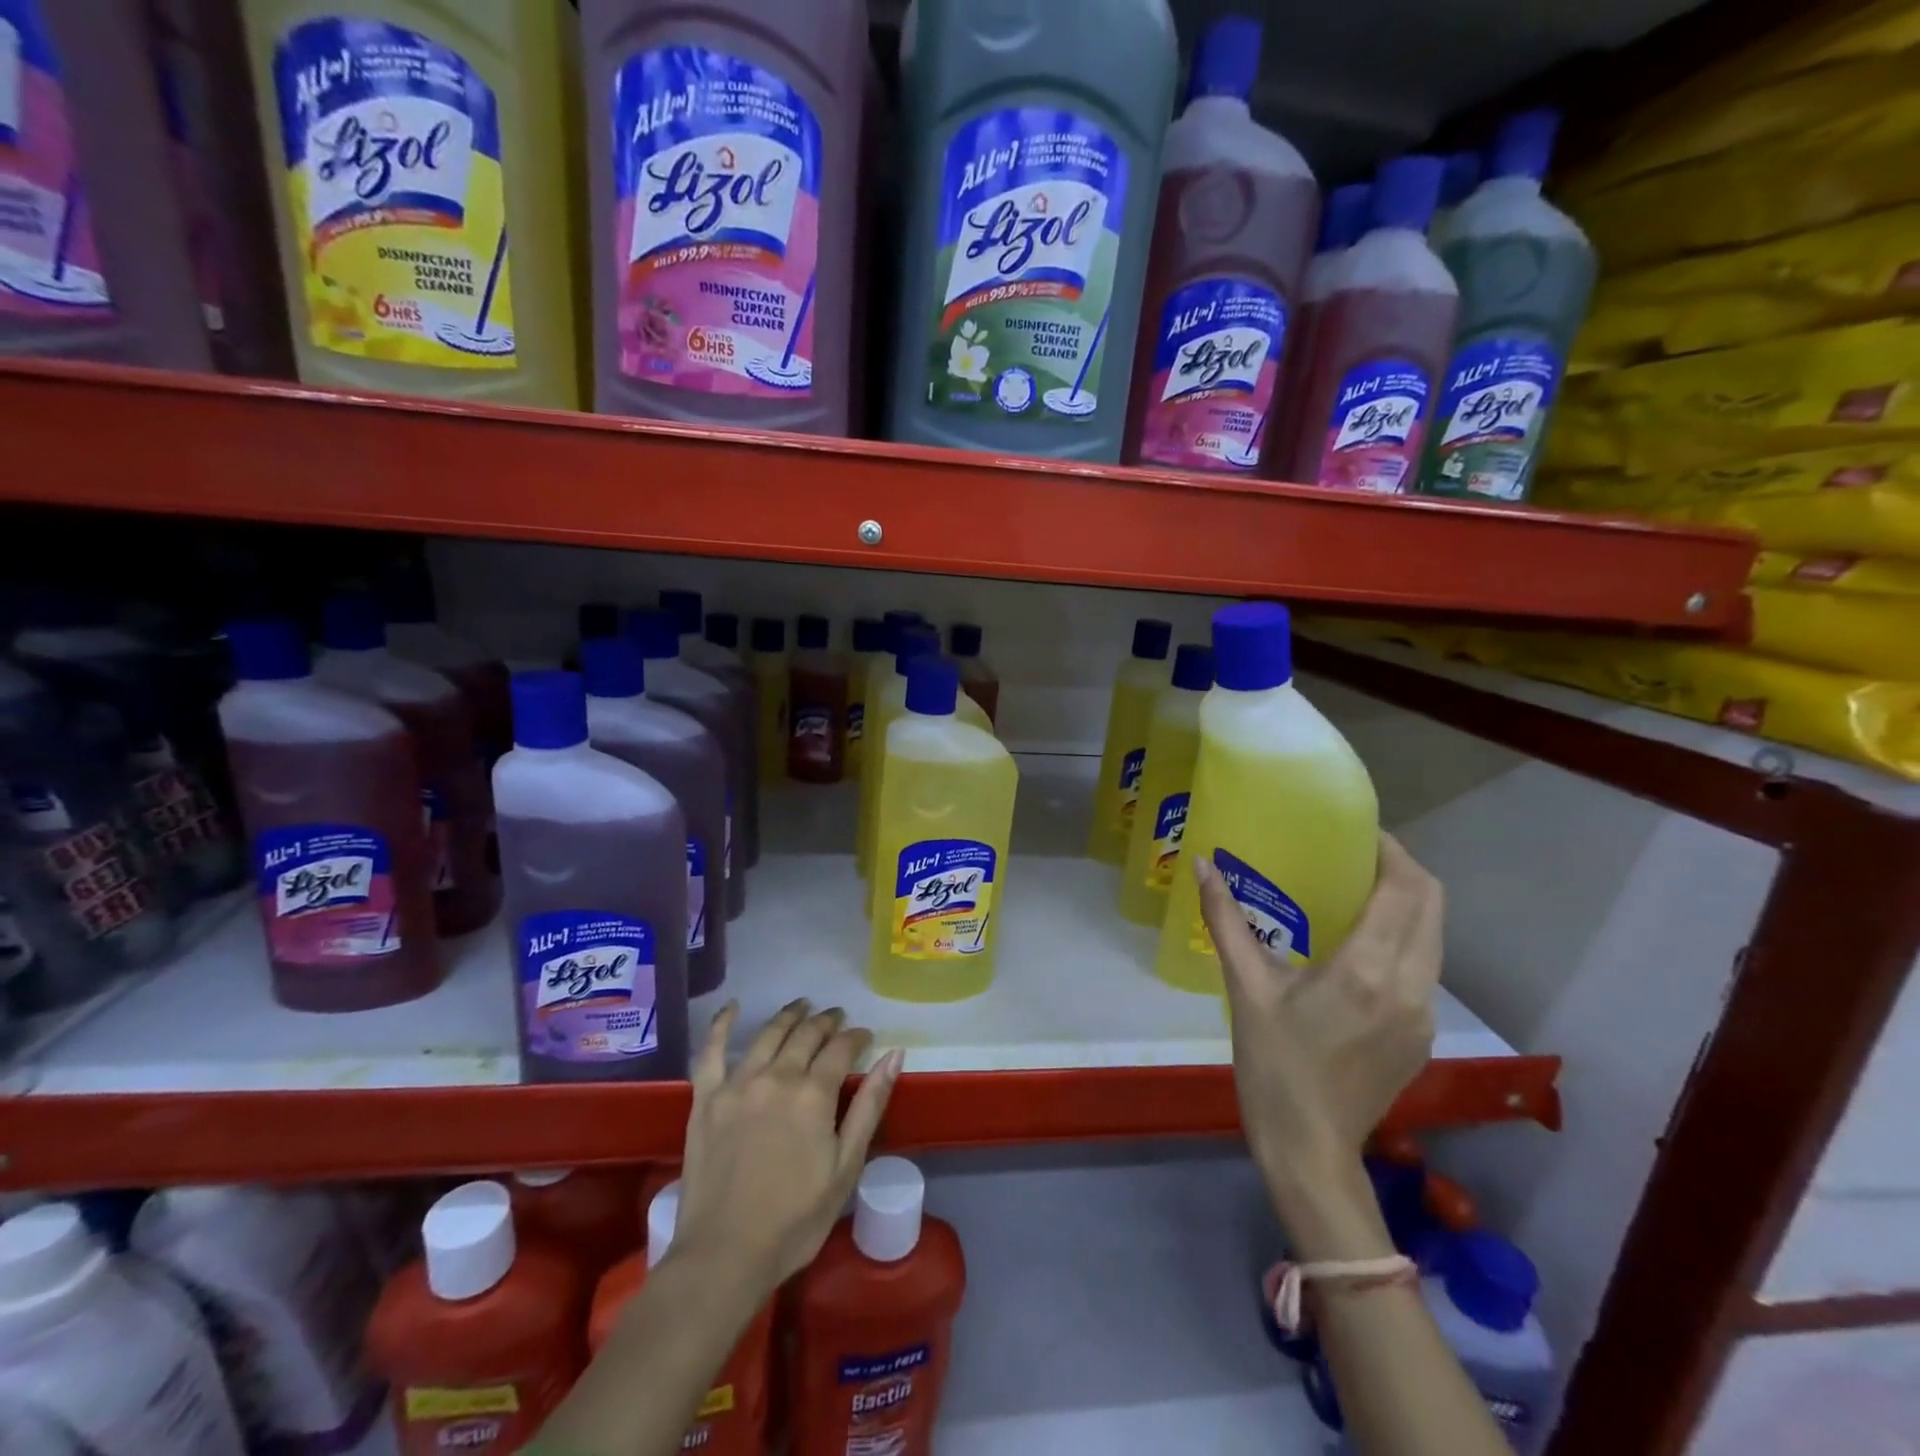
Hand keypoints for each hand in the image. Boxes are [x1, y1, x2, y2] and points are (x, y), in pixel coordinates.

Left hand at [673, 999, 904, 1291]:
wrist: (724, 1256)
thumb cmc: (795, 1219)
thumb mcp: (846, 1167)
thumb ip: (870, 1105)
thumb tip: (894, 1054)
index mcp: (814, 1093)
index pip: (842, 1048)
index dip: (857, 1037)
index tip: (866, 1036)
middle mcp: (777, 1076)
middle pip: (806, 1035)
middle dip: (826, 1022)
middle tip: (836, 1017)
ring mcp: (737, 1084)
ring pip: (768, 1034)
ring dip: (789, 1015)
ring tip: (802, 1006)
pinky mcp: (706, 1099)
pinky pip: (711, 1052)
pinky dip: (721, 1025)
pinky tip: (732, 1007)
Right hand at [1196, 834, 1440, 1194]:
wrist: (1309, 1148)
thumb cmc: (1272, 1065)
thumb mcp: (1245, 988)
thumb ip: (1225, 920)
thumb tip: (1203, 865)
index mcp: (1366, 968)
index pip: (1405, 888)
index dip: (1390, 851)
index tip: (1359, 831)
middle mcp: (1410, 984)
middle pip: (1432, 904)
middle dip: (1403, 869)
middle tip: (1358, 853)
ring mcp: (1424, 1013)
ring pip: (1435, 936)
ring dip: (1408, 904)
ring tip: (1359, 891)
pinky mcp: (1424, 1034)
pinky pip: (1425, 966)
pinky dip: (1406, 938)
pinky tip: (1363, 945)